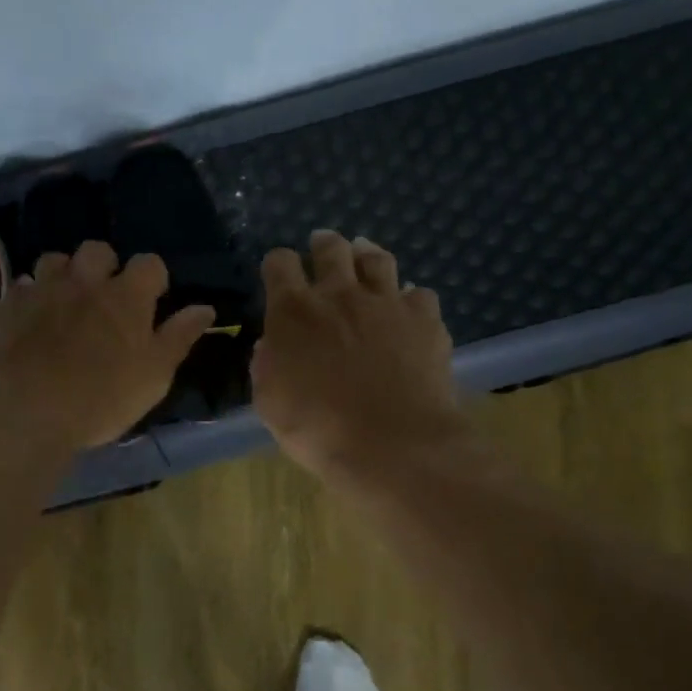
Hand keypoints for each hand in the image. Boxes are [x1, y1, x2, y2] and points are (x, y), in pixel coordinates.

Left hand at [0, 241, 214, 451]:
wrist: (28, 409)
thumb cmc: (103, 398)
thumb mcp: (155, 375)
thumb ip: (179, 337)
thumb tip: (205, 308)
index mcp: (128, 296)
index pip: (150, 263)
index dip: (154, 279)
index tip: (152, 301)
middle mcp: (86, 281)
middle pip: (99, 250)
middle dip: (105, 266)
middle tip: (106, 298)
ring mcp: (45, 289)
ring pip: (56, 259)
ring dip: (66, 273)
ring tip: (67, 301)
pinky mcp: (11, 305)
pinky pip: (24, 284)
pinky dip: (32, 294)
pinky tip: (35, 315)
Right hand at [252, 230, 471, 480]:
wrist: (393, 444)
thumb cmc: (318, 429)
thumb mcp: (270, 403)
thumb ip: (266, 366)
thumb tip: (269, 345)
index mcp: (294, 312)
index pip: (279, 264)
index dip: (277, 264)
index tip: (277, 274)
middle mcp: (340, 295)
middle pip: (331, 249)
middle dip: (323, 245)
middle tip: (323, 248)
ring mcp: (386, 303)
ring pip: (377, 259)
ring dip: (367, 255)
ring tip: (364, 258)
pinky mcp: (425, 319)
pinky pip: (418, 294)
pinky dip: (409, 298)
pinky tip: (407, 310)